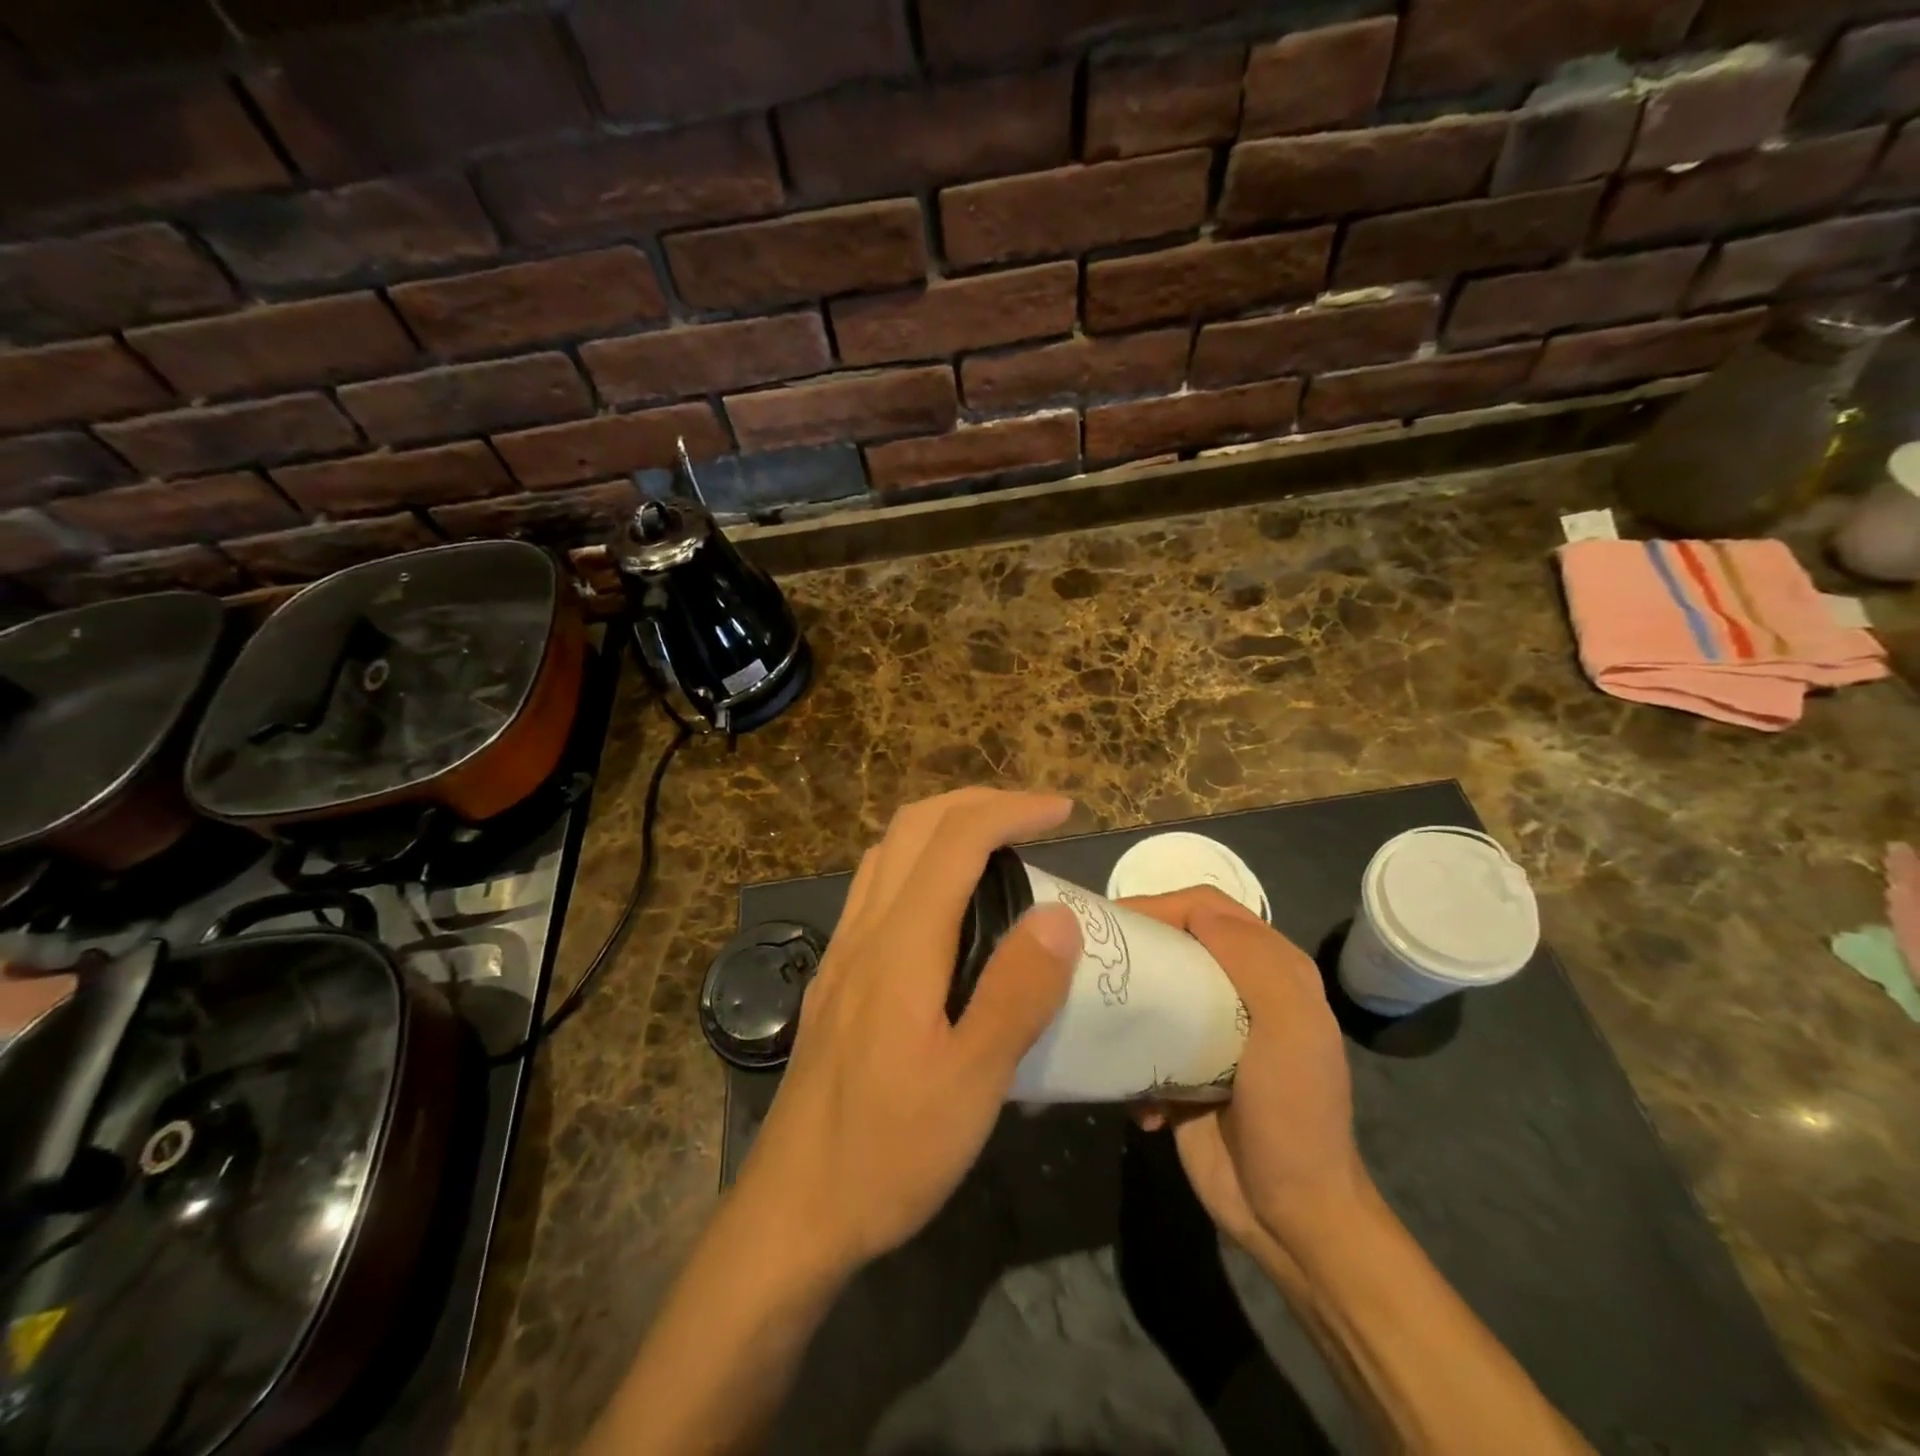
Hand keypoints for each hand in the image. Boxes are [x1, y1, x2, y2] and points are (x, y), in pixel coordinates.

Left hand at [736, 789, 1081, 1275]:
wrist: (792, 1212)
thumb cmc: (887, 1153)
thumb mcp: (971, 1083)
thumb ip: (1017, 993)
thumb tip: (1058, 914)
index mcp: (900, 945)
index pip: (957, 840)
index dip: (1012, 809)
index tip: (1065, 810)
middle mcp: (864, 931)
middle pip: (913, 826)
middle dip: (977, 802)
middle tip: (1033, 817)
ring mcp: (842, 952)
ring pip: (889, 853)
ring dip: (944, 827)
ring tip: (997, 847)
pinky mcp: (835, 978)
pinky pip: (877, 888)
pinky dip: (920, 863)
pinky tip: (947, 907)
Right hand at [1124, 888, 1367, 1248]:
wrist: (1290, 1216)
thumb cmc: (1293, 1114)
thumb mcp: (1290, 1029)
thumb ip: (1253, 960)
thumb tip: (1194, 913)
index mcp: (1272, 969)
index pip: (1207, 908)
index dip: (1161, 904)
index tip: (1114, 922)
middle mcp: (1241, 990)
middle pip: (1176, 942)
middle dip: (1134, 947)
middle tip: (1088, 960)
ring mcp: (1211, 1031)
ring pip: (1155, 988)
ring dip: (1126, 1003)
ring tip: (1095, 1018)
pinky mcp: (1183, 1068)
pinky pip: (1145, 1042)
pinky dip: (1131, 1059)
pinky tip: (1136, 1094)